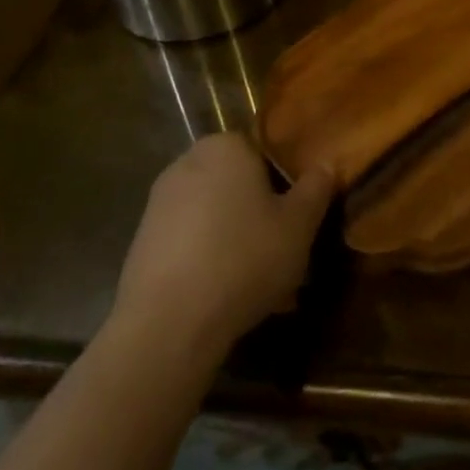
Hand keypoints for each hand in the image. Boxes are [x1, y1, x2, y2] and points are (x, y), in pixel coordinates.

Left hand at [109, 134, 333, 366]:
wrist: (168, 323)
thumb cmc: (244, 258)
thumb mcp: (299, 225)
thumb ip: (316, 189)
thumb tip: (326, 164)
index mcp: (227, 146)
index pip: (265, 151)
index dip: (286, 183)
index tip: (299, 218)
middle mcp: (188, 162)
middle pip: (238, 184)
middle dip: (260, 213)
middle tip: (285, 250)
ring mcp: (160, 202)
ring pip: (215, 215)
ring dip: (237, 240)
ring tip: (262, 284)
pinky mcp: (143, 241)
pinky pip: (191, 242)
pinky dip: (209, 260)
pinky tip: (228, 296)